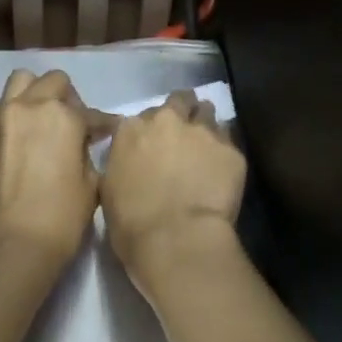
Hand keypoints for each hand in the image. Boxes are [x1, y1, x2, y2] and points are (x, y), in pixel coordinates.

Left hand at [0, 69, 108, 264]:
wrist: (10, 245)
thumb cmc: (61, 218)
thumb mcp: (91, 184)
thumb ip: (88, 153)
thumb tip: (84, 144)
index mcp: (62, 116)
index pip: (91, 113)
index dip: (103, 125)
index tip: (108, 133)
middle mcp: (28, 107)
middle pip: (52, 82)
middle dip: (67, 99)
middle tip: (72, 126)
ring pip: (19, 83)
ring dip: (34, 95)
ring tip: (40, 122)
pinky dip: (8, 115)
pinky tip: (15, 138)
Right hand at [99, 89, 246, 278]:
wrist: (176, 240)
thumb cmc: (132, 225)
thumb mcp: (109, 191)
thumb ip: (122, 165)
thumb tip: (133, 164)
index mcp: (131, 130)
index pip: (142, 116)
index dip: (150, 130)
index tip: (154, 145)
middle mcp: (167, 121)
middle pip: (179, 101)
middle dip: (182, 113)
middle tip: (184, 137)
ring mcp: (203, 132)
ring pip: (207, 113)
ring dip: (205, 126)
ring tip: (207, 149)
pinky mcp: (232, 150)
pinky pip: (229, 142)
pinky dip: (224, 153)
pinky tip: (224, 172)